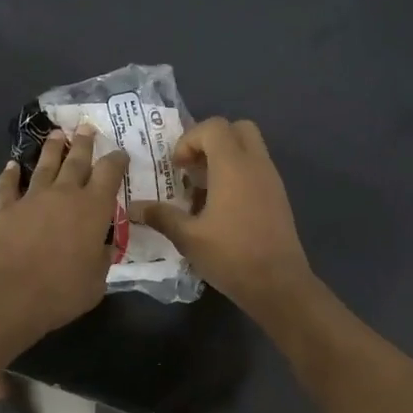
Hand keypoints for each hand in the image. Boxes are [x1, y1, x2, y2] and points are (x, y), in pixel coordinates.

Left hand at [0, 126, 128, 343]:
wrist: (10, 295)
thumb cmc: (62, 291)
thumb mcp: (97, 281)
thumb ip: (102, 258)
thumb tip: (104, 246)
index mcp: (93, 209)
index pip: (110, 174)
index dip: (117, 160)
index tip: (120, 153)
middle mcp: (64, 194)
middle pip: (76, 160)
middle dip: (84, 142)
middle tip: (86, 126)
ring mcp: (31, 198)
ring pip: (45, 165)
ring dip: (52, 149)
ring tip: (57, 134)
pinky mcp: (4, 208)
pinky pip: (7, 185)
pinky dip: (10, 174)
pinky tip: (12, 165)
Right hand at [129, 117, 315, 313]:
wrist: (278, 285)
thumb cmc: (231, 256)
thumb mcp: (188, 238)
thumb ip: (161, 216)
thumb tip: (133, 208)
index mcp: (234, 166)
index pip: (214, 127)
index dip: (190, 139)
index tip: (177, 168)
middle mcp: (256, 165)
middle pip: (237, 129)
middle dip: (211, 141)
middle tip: (193, 169)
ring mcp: (272, 180)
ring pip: (250, 149)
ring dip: (224, 159)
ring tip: (203, 191)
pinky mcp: (278, 198)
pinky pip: (257, 170)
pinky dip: (238, 175)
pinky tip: (221, 209)